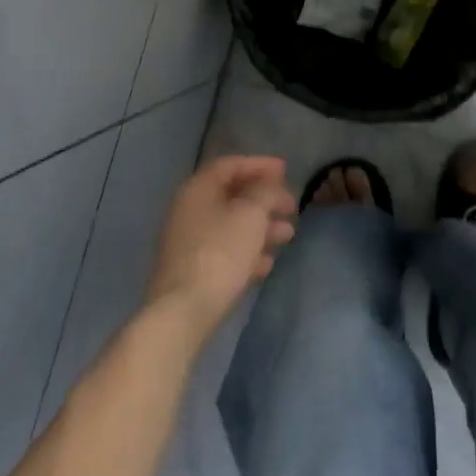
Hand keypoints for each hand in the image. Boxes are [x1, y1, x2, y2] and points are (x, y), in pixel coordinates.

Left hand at [147, 156, 296, 340]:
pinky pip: (225, 251)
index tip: (286, 170)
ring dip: (261, 227)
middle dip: (265, 200)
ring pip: (231, 225)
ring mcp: (188, 242)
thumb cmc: (221, 252)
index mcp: (198, 189)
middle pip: (232, 196)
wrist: (184, 311)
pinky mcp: (192, 270)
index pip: (230, 165)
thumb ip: (264, 192)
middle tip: (292, 206)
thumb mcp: (251, 214)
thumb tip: (268, 185)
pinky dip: (248, 251)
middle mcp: (189, 210)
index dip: (259, 164)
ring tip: (288, 235)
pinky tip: (266, 264)